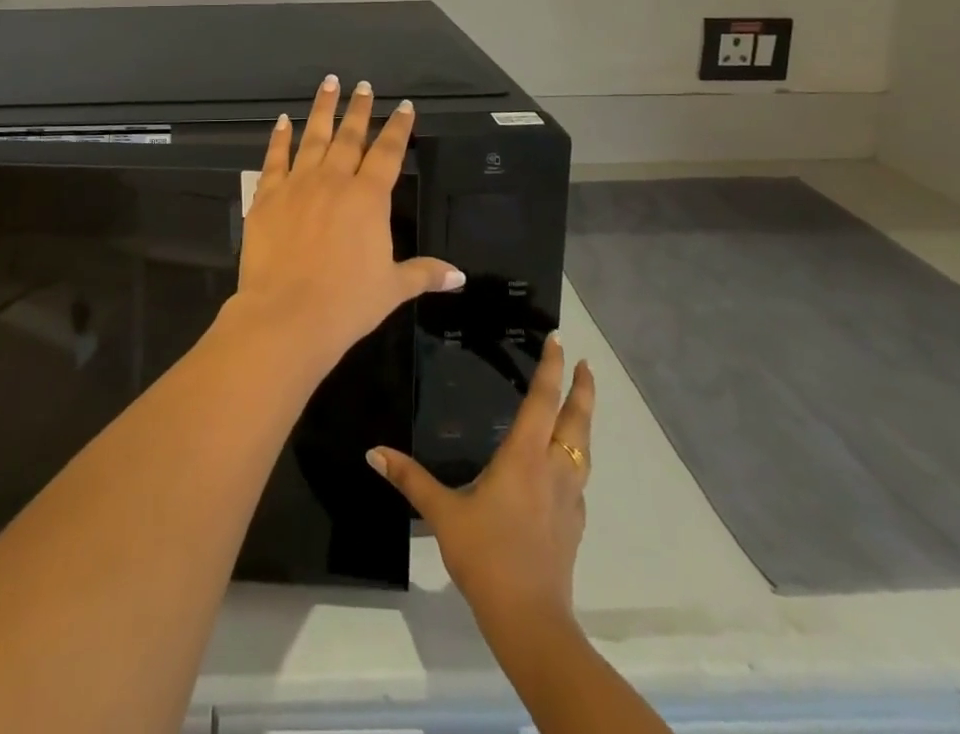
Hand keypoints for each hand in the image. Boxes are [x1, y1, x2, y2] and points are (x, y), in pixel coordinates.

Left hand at [231, 76, 464, 366]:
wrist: (287, 314)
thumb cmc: (347, 303)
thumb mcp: (392, 288)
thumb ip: (424, 274)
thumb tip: (459, 276)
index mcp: (368, 198)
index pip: (388, 153)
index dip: (398, 128)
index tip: (404, 106)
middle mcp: (334, 181)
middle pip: (350, 137)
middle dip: (359, 110)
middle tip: (363, 86)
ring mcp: (298, 184)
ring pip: (313, 137)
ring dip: (323, 109)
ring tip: (329, 84)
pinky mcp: (267, 196)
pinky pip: (275, 158)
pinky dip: (280, 138)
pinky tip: (283, 121)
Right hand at [367, 333, 594, 627]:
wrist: (530, 619)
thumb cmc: (486, 555)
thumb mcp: (442, 513)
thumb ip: (410, 479)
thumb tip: (374, 451)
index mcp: (524, 456)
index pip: (542, 400)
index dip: (552, 368)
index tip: (559, 340)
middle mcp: (552, 469)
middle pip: (576, 420)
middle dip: (583, 389)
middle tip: (586, 363)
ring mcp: (569, 499)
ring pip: (583, 449)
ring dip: (584, 422)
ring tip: (580, 406)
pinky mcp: (574, 525)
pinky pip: (579, 480)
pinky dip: (576, 460)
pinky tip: (564, 469)